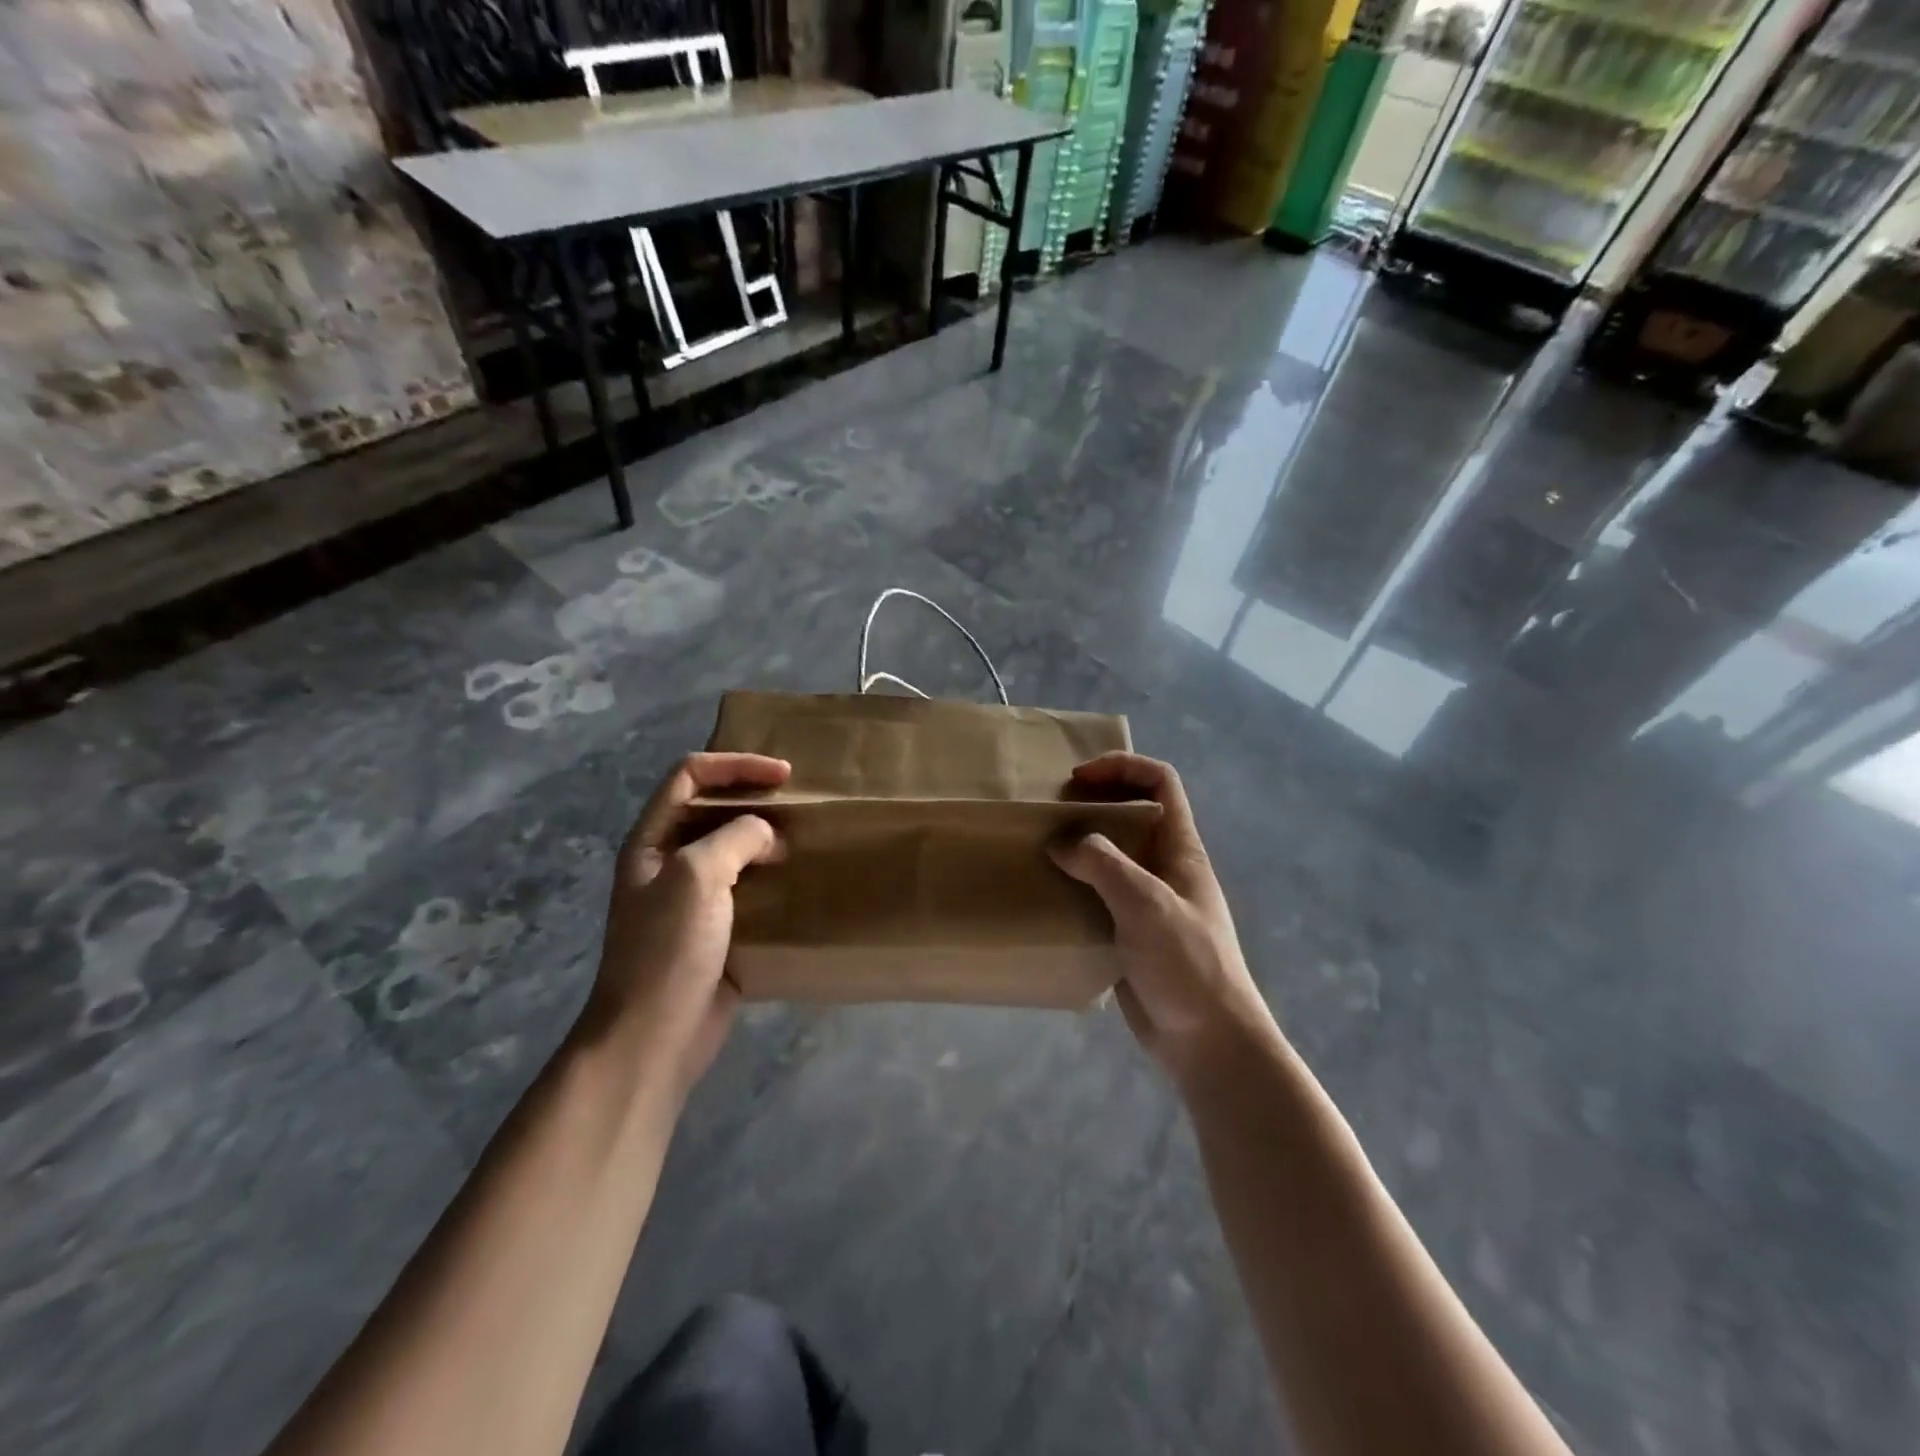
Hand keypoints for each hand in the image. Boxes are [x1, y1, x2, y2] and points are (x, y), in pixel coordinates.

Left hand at [589, 752, 789, 1099]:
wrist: (653, 1036)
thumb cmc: (667, 949)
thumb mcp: (697, 876)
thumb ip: (735, 838)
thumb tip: (767, 836)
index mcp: (651, 841)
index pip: (689, 776)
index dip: (735, 766)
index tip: (783, 775)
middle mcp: (668, 862)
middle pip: (712, 810)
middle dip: (754, 800)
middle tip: (799, 806)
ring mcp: (692, 898)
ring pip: (733, 850)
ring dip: (767, 839)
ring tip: (806, 839)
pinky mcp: (716, 930)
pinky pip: (747, 889)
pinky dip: (773, 878)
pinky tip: (801, 881)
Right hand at [1050, 753, 1277, 1083]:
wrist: (1208, 1042)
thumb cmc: (1187, 963)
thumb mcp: (1146, 904)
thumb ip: (1103, 864)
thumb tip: (1061, 843)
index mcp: (1180, 849)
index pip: (1160, 783)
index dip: (1123, 767)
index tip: (1079, 780)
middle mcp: (1163, 867)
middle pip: (1130, 815)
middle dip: (1091, 805)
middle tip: (1048, 814)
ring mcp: (1145, 902)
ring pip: (1109, 857)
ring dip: (1076, 847)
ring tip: (1037, 850)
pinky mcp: (1127, 933)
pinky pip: (1096, 896)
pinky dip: (1072, 888)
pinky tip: (1044, 896)